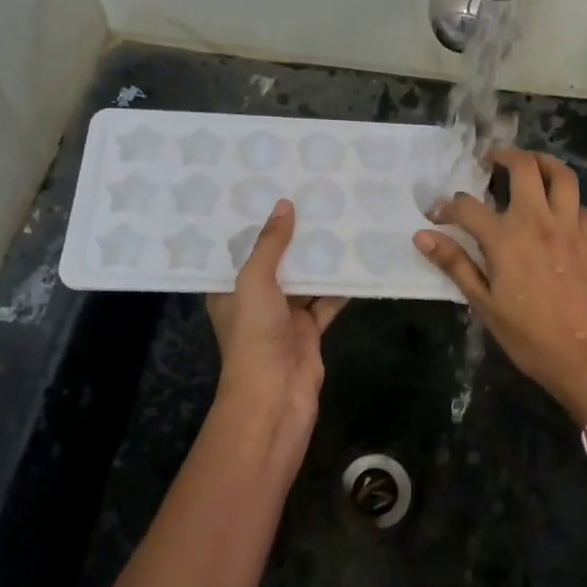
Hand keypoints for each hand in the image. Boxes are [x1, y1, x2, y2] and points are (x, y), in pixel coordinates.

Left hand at [207, 200, 346, 437]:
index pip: (239, 250)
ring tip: (339, 220)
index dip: (254, 224)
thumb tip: (284, 205)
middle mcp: (254, 300)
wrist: (275, 395)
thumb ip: (270, 244)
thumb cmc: (254, 334)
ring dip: (319, 259)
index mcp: (229, 289)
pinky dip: (340, 286)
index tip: (271, 192)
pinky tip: (357, 261)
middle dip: (293, 237)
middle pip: (276, 262)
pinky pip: (326, 301)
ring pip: (304, 280)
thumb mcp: (254, 281)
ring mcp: (283, 317)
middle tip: (313, 199)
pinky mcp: (309, 331)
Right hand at [415, 148, 586, 421]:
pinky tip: (556, 211)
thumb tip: (422, 236)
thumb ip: (454, 264)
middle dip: (504, 155)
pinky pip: (580, 204)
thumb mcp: (484, 304)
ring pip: (561, 174)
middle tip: (490, 160)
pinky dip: (565, 198)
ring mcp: (570, 227)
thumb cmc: (529, 337)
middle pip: (524, 167)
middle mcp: (539, 221)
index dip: (447, 206)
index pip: (468, 206)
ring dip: (542, 162)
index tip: (437, 214)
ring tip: (528, 167)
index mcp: (506, 238)